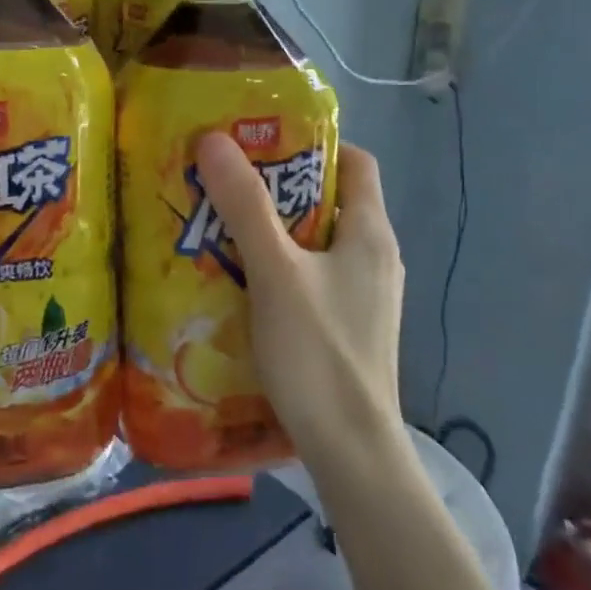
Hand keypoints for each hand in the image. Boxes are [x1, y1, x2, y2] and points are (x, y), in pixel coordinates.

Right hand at [195, 133, 405, 469]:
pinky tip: (244, 283)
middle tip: (228, 185)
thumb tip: (214, 139)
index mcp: (371, 232)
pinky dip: (283, 269)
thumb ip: (245, 206)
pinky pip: (315, 278)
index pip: (356, 162)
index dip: (314, 145)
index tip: (263, 145)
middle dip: (281, 189)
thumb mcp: (275, 271)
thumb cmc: (318, 351)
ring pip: (319, 243)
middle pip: (331, 200)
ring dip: (277, 231)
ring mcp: (366, 296)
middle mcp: (377, 257)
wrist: (351, 450)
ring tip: (225, 230)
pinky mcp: (350, 327)